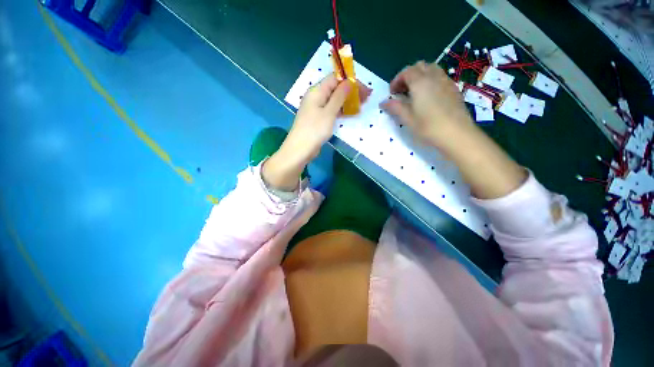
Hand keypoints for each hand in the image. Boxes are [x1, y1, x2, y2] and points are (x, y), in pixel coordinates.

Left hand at [262, 75, 370, 190]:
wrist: (300, 149)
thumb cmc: (314, 130)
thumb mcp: (329, 112)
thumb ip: (339, 96)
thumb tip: (349, 82)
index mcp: (316, 91)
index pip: (335, 78)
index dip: (350, 80)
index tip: (363, 88)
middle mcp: (316, 97)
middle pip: (335, 89)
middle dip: (351, 91)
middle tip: (366, 97)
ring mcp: (316, 109)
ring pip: (334, 100)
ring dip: (347, 101)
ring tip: (362, 104)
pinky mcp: (318, 119)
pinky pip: (331, 110)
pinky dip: (341, 110)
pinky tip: (351, 113)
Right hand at [380, 61, 474, 152]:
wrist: (457, 134)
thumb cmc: (428, 127)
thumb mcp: (408, 119)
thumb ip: (395, 107)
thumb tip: (383, 102)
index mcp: (420, 83)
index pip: (406, 72)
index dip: (396, 80)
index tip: (391, 93)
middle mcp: (434, 77)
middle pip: (419, 66)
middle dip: (408, 75)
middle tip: (402, 91)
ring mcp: (446, 81)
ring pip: (431, 69)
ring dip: (420, 76)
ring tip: (414, 93)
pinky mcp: (454, 88)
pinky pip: (440, 77)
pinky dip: (430, 81)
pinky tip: (428, 97)